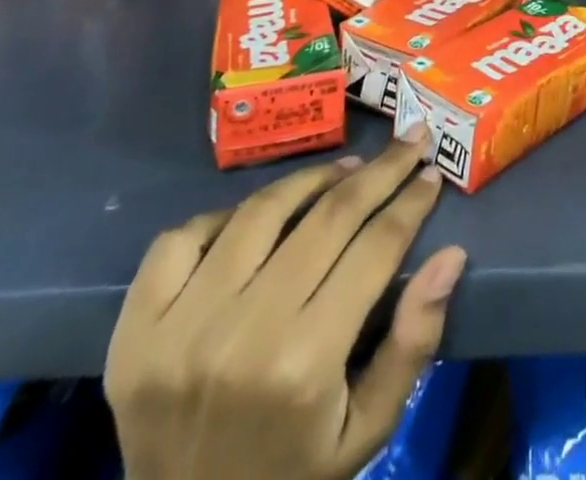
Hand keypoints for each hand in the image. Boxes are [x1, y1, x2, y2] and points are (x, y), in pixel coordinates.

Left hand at [105, 131, 466, 479]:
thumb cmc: (294, 476)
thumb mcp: (368, 429)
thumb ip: (413, 342)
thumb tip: (451, 254)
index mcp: (304, 365)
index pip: (374, 249)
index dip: (410, 203)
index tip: (431, 171)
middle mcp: (242, 336)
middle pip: (327, 217)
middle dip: (379, 171)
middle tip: (408, 140)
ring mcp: (180, 328)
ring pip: (262, 211)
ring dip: (312, 178)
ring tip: (347, 169)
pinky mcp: (134, 329)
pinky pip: (183, 237)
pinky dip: (226, 214)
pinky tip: (259, 216)